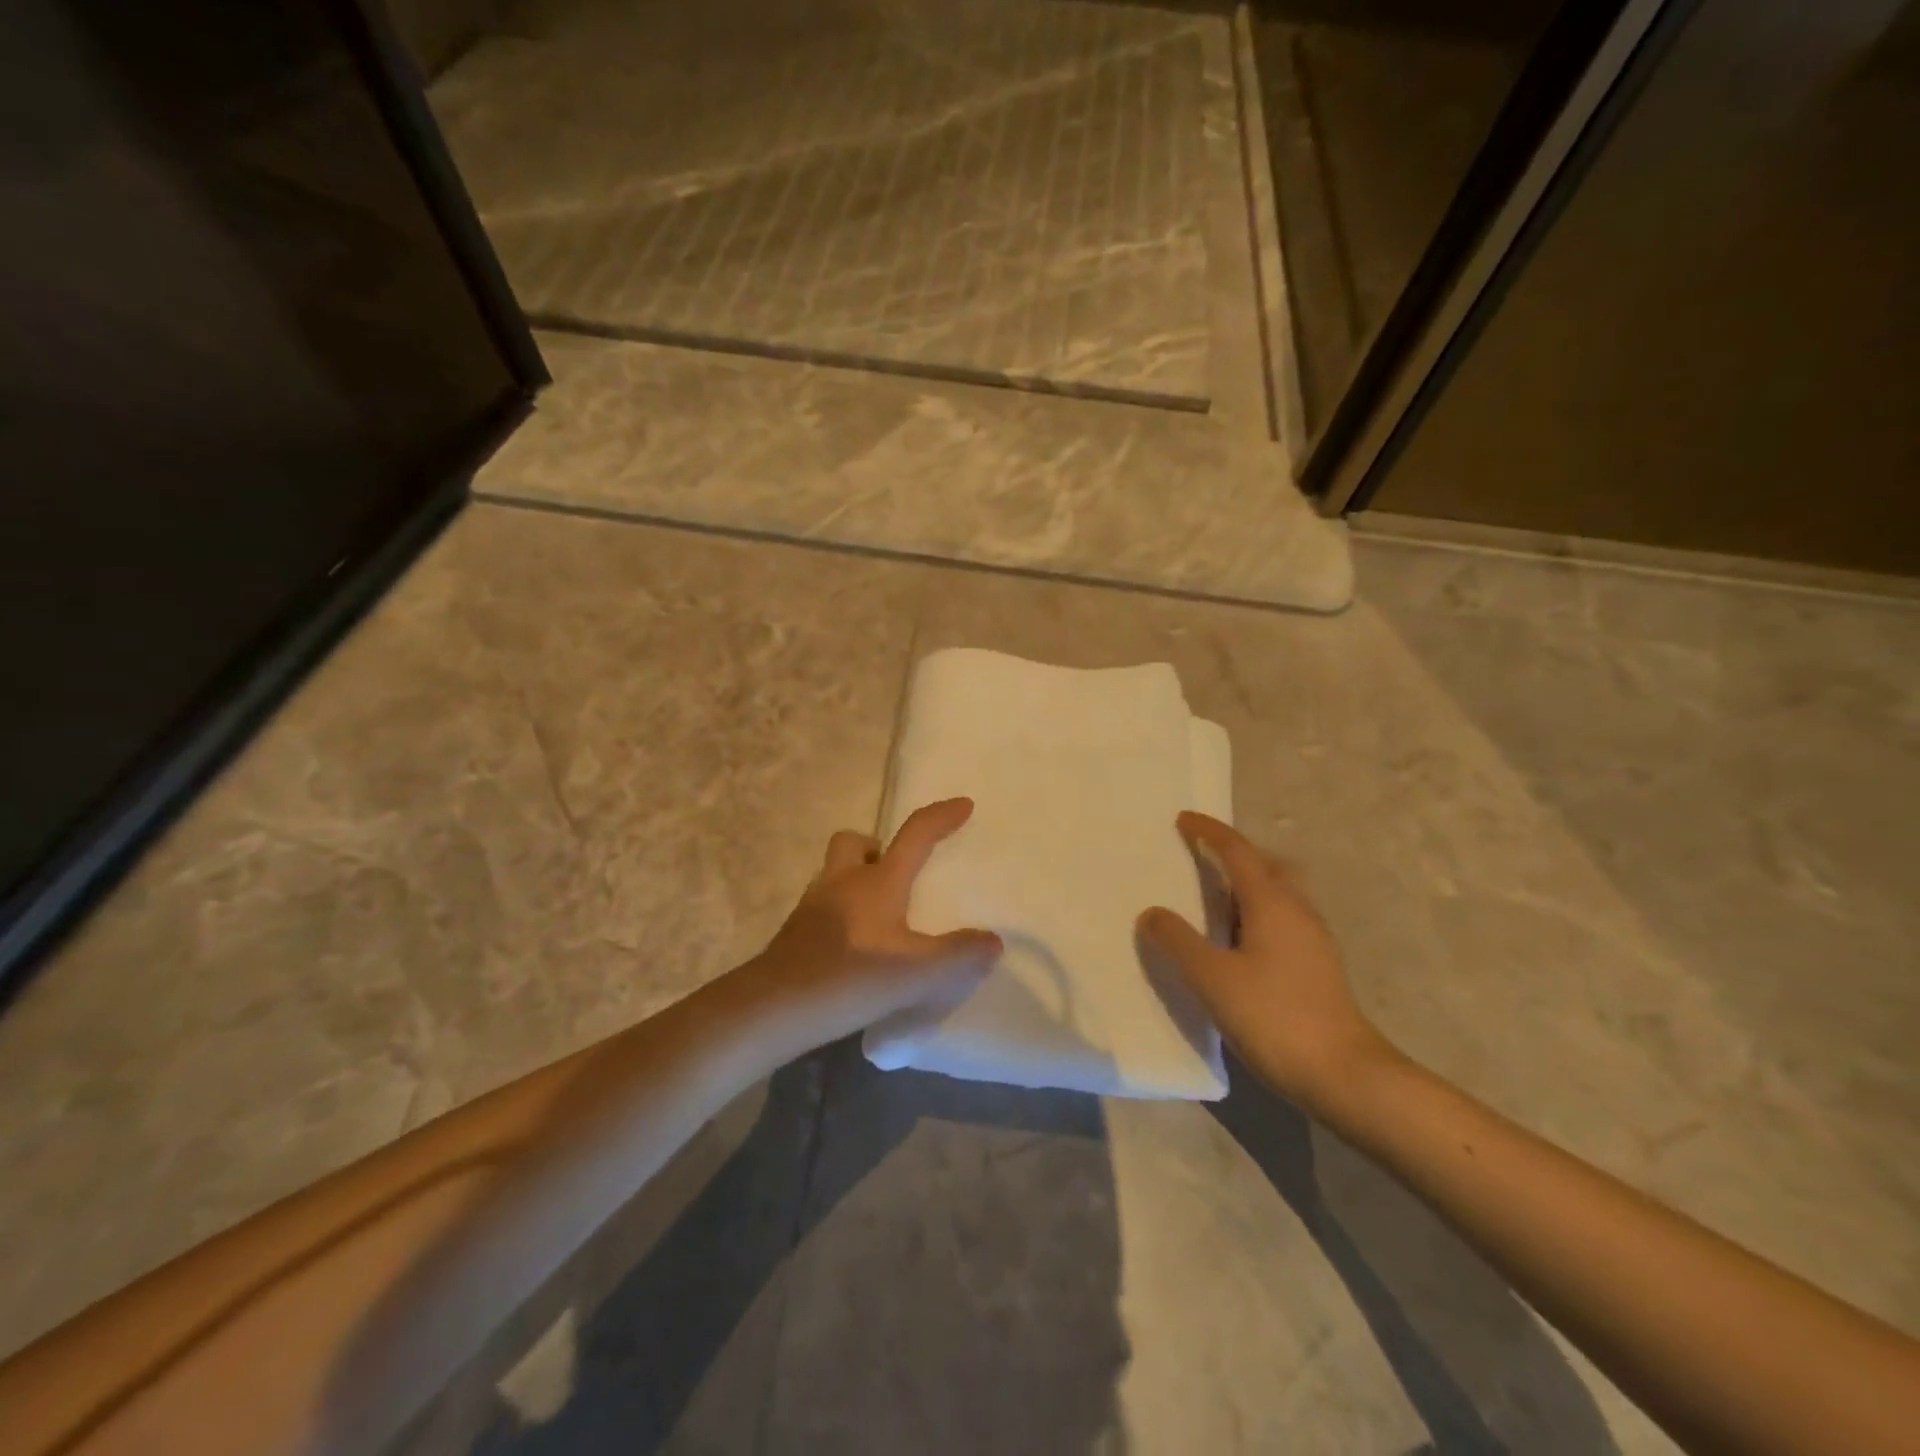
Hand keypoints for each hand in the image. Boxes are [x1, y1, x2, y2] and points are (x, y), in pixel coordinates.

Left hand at [746, 797, 1002, 1045]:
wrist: (773, 1009)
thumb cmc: (849, 978)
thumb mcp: (916, 974)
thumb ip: (958, 956)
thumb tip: (992, 941)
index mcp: (876, 881)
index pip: (914, 834)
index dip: (941, 817)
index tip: (963, 805)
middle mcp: (842, 882)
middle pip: (854, 842)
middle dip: (878, 846)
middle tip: (899, 871)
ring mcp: (813, 906)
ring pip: (835, 873)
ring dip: (857, 880)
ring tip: (882, 914)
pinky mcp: (796, 933)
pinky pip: (824, 905)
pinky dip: (843, 912)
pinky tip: (856, 946)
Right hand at [1138, 812, 1393, 1110]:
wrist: (1345, 1075)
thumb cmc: (1274, 1017)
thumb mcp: (1212, 979)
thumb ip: (1178, 941)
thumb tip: (1151, 913)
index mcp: (1272, 903)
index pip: (1238, 851)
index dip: (1209, 832)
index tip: (1183, 820)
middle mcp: (1297, 911)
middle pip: (1267, 864)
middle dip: (1235, 853)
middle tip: (1202, 856)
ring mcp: (1313, 939)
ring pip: (1279, 893)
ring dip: (1247, 884)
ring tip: (1213, 899)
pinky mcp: (1318, 965)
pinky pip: (1283, 918)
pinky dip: (1256, 911)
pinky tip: (1238, 941)